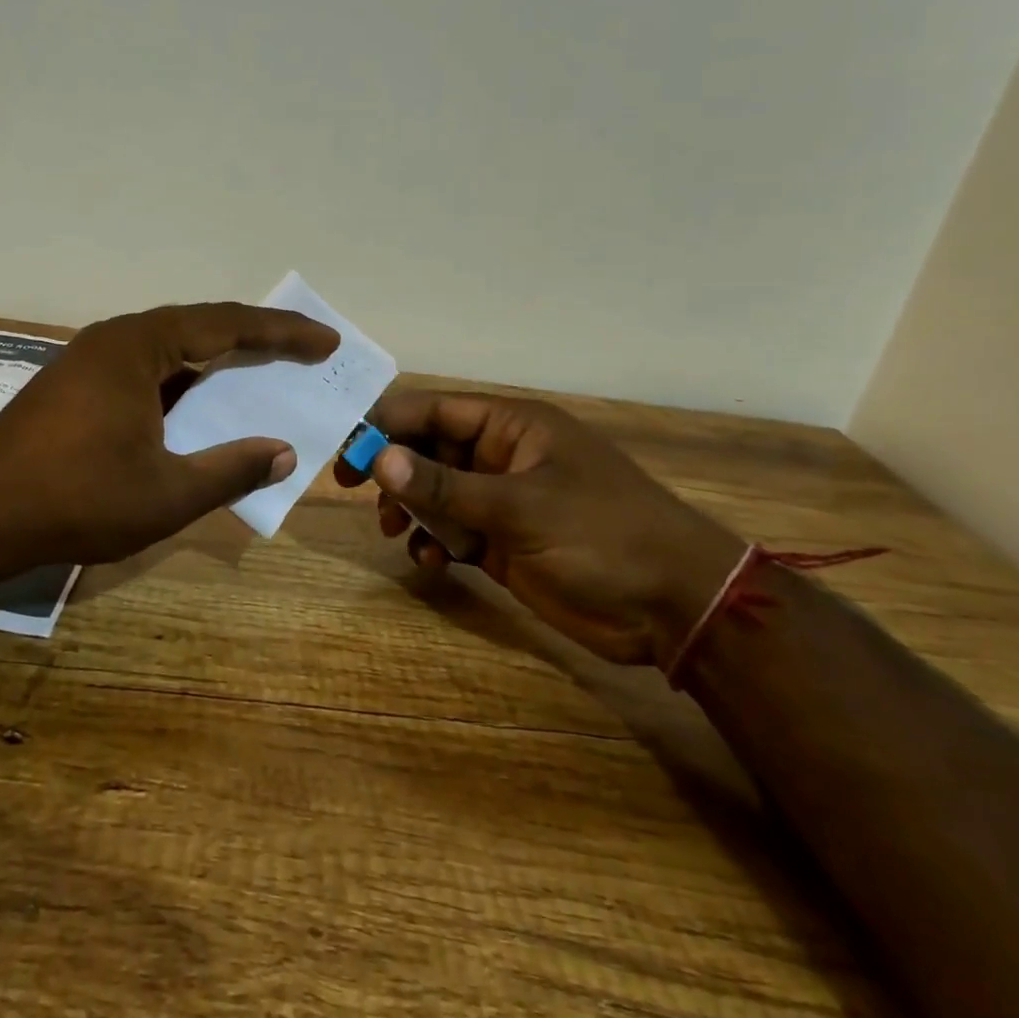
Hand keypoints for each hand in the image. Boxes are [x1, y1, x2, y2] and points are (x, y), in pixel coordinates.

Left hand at [0, 303, 339, 569]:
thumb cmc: (76, 498)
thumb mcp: (167, 493)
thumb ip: (231, 469)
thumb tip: (284, 453)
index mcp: (140, 346)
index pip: (226, 325)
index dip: (282, 333)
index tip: (326, 341)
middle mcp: (116, 340)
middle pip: (199, 327)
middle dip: (254, 340)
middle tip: (303, 353)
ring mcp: (91, 362)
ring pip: (170, 350)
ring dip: (216, 362)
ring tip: (260, 375)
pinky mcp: (76, 386)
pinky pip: (145, 371)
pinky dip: (182, 384)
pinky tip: (198, 408)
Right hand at [337, 391, 744, 665]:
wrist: (673, 607)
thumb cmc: (602, 535)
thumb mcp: (520, 506)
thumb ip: (445, 484)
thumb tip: (378, 458)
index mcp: (510, 427)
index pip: (433, 410)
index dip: (386, 424)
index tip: (345, 449)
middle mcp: (500, 456)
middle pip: (427, 449)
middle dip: (394, 471)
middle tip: (355, 492)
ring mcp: (501, 500)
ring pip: (434, 492)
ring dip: (411, 509)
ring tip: (398, 532)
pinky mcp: (502, 541)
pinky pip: (451, 531)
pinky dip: (434, 542)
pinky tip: (432, 561)